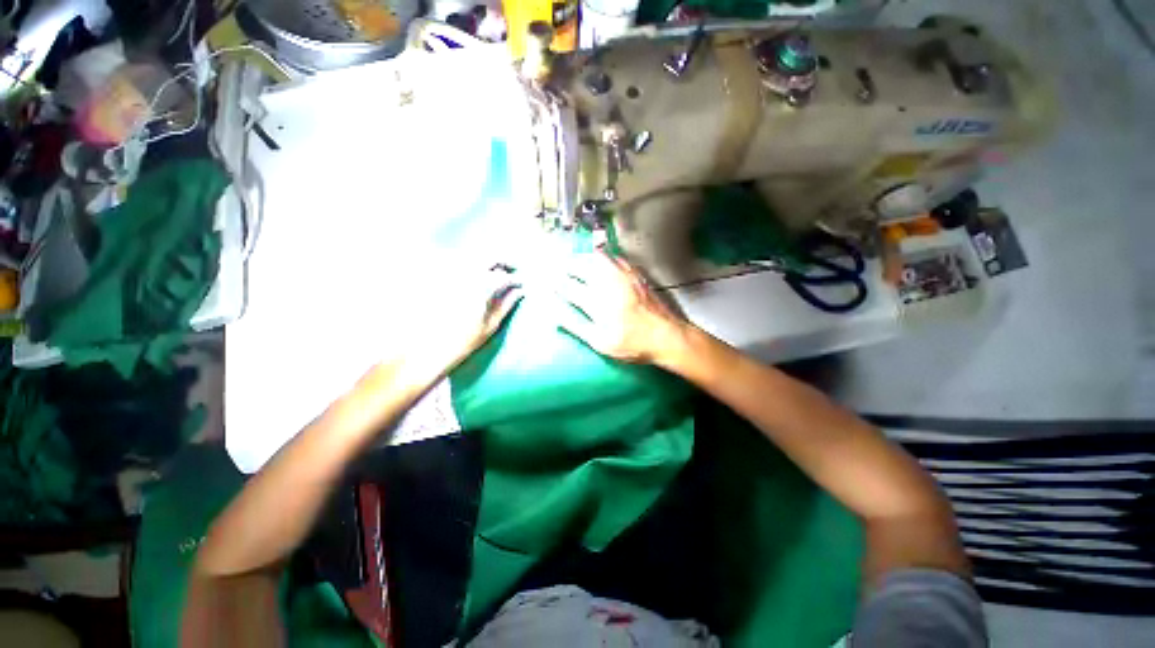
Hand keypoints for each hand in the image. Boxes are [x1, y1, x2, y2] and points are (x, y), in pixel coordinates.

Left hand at [381, 265, 522, 380]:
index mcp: (481, 289)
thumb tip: (520, 291)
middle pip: (489, 258)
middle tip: (512, 268)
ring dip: (488, 262)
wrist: (431, 348)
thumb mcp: (491, 324)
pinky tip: (477, 275)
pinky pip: (460, 265)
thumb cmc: (466, 340)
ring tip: (497, 271)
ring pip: (475, 258)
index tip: (521, 285)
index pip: (503, 277)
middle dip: (503, 261)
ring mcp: (452, 276)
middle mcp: (466, 277)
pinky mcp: (441, 279)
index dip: (515, 280)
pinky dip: (472, 265)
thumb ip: (507, 304)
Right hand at [552, 252, 686, 364]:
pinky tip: (600, 259)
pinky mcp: (635, 274)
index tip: (548, 283)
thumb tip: (556, 315)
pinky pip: (615, 258)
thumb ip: (577, 327)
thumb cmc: (633, 344)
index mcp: (599, 304)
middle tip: (558, 267)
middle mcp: (610, 285)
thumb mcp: (602, 343)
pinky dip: (603, 256)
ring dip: (583, 258)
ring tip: (575, 261)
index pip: (570, 288)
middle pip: (583, 267)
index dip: (557, 285)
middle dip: (567, 266)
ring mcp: (624, 277)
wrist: (667, 335)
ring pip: (599, 258)